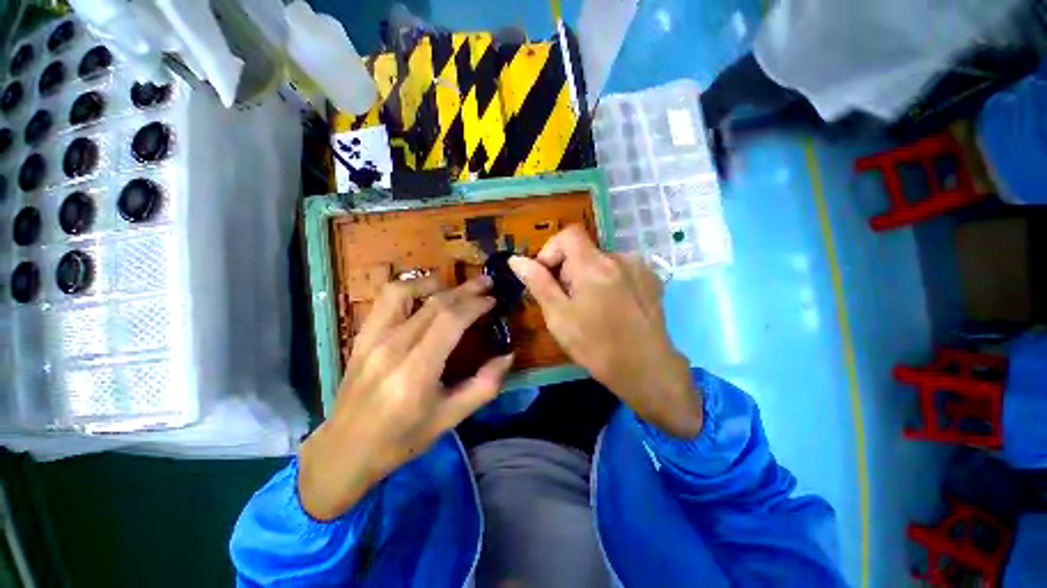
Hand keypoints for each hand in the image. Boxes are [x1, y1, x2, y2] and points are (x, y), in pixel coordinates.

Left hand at [298, 276, 513, 519]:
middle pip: (434, 304)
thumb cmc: (402, 438)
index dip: (475, 305)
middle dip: (465, 290)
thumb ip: (484, 386)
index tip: (493, 300)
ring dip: (435, 283)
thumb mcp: (450, 418)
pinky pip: (386, 300)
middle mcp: (392, 347)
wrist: (346, 449)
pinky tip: (423, 293)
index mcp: (416, 372)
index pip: (450, 321)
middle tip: (487, 283)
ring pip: (405, 292)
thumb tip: (508, 355)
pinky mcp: (362, 336)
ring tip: (455, 285)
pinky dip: (409, 288)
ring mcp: (372, 338)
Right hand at [509, 226, 701, 437]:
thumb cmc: (597, 345)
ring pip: (602, 262)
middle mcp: (619, 257)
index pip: (568, 234)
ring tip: (592, 308)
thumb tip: (516, 259)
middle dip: (569, 271)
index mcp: (594, 265)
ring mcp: (639, 267)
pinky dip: (609, 281)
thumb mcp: (559, 317)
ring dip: (589, 277)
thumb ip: (538, 283)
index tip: (547, 276)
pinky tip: (613, 308)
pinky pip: (621, 270)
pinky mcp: (651, 279)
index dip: (552, 250)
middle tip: (568, 303)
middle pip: (584, 251)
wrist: (647, 369)